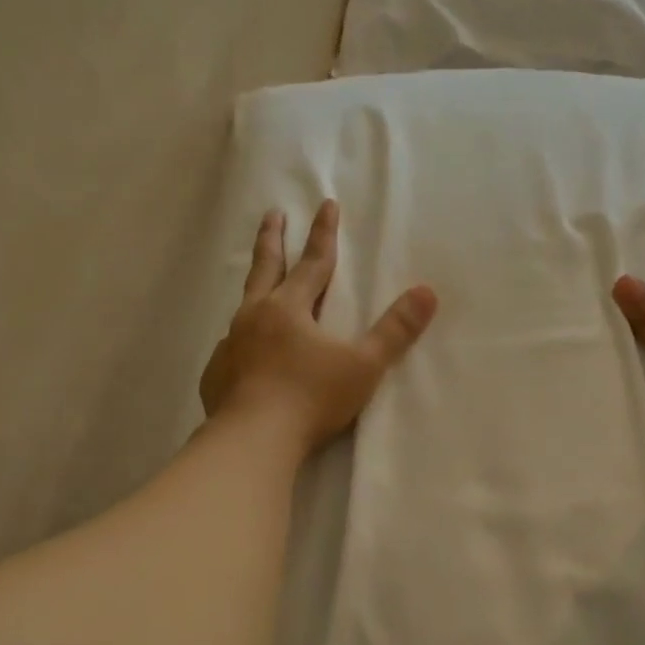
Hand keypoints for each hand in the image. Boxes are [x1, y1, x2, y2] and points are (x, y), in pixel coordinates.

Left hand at [202, 200, 437, 456]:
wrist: (253, 441)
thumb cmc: (311, 398)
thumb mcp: (363, 365)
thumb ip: (395, 331)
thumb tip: (427, 292)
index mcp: (289, 308)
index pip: (314, 262)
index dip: (324, 233)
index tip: (326, 203)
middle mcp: (255, 317)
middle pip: (266, 268)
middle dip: (273, 238)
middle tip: (273, 214)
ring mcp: (231, 345)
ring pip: (243, 305)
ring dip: (254, 286)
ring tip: (258, 282)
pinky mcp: (217, 374)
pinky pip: (231, 346)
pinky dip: (241, 338)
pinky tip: (244, 350)